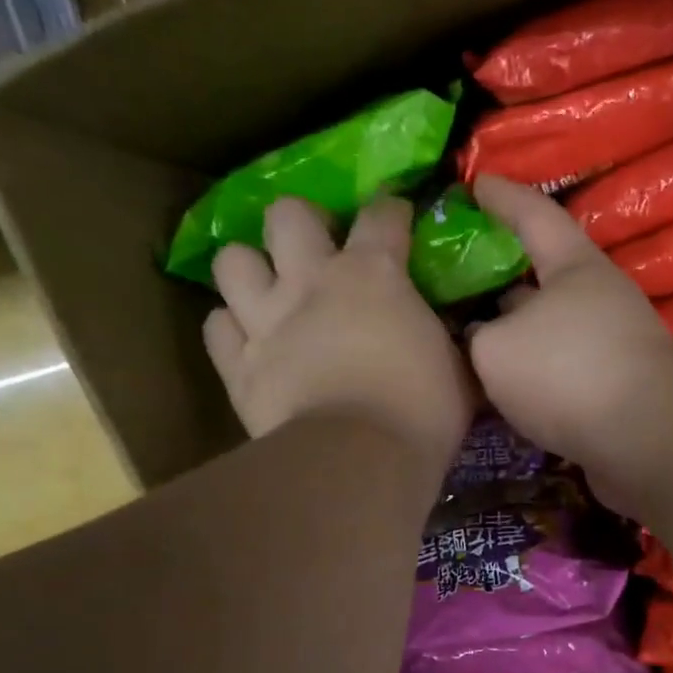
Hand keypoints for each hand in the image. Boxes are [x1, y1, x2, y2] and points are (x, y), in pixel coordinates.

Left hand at [205, 196, 474, 471]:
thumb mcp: (456, 367)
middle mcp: (311, 281)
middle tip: (317, 251)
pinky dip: (231, 329)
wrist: (360, 461)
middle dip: (302, 223)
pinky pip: (217, 327)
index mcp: (374, 274)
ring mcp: (266, 320)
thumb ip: (446, 337)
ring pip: (232, 260)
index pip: (381, 213)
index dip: (390, 210)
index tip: (396, 220)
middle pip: (287, 214)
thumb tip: (452, 330)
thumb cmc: (422, 411)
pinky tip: (249, 342)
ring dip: (251, 270)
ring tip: (269, 291)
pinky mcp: (239, 365)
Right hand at [467, 176, 672, 482]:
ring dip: (515, 333)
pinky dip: (531, 374)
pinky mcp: (615, 391)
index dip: (502, 197)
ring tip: (469, 342)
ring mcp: (611, 346)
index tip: (474, 182)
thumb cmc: (567, 371)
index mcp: (573, 267)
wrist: (645, 439)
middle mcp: (598, 299)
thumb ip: (477, 336)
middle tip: (458, 279)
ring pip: (550, 329)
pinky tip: (503, 390)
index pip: (533, 215)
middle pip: (543, 277)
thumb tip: (482, 340)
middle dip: (503, 277)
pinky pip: (560, 370)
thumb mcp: (496, 349)